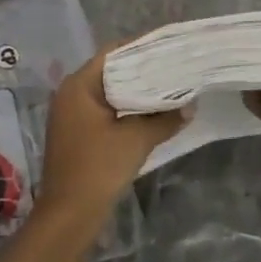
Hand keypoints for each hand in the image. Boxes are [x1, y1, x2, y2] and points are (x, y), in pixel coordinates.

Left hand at [36, 47, 186, 222]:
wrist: (69, 215)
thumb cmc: (98, 167)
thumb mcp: (136, 139)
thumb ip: (164, 118)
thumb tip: (190, 106)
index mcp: (79, 85)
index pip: (113, 53)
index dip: (141, 47)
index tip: (169, 46)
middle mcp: (71, 94)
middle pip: (111, 71)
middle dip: (142, 69)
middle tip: (174, 65)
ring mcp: (72, 115)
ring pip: (109, 93)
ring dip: (136, 91)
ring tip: (169, 86)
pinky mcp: (77, 134)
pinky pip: (105, 110)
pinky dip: (127, 109)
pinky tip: (151, 113)